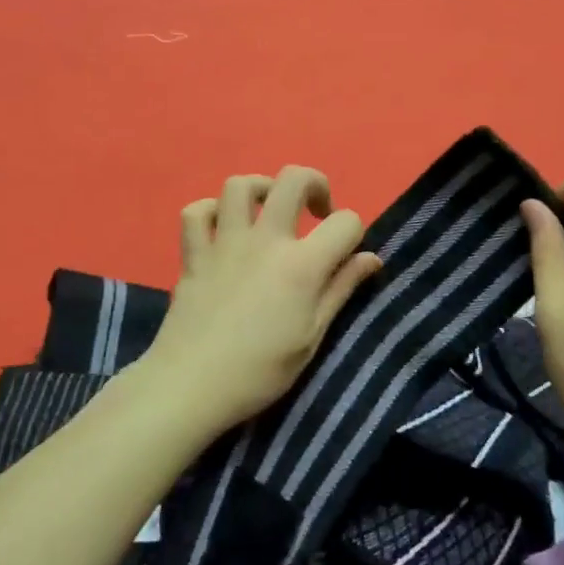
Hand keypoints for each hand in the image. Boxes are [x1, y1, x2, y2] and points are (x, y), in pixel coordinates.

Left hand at [138, 166, 382, 432]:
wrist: (192, 385)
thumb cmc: (260, 371)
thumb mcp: (312, 337)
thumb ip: (341, 289)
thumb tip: (371, 258)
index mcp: (301, 264)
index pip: (345, 222)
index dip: (355, 233)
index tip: (347, 256)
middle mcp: (265, 240)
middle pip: (293, 179)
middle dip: (314, 184)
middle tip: (316, 212)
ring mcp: (224, 243)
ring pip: (240, 185)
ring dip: (262, 189)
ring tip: (269, 212)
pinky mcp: (193, 254)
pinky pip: (196, 212)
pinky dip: (211, 212)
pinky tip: (223, 229)